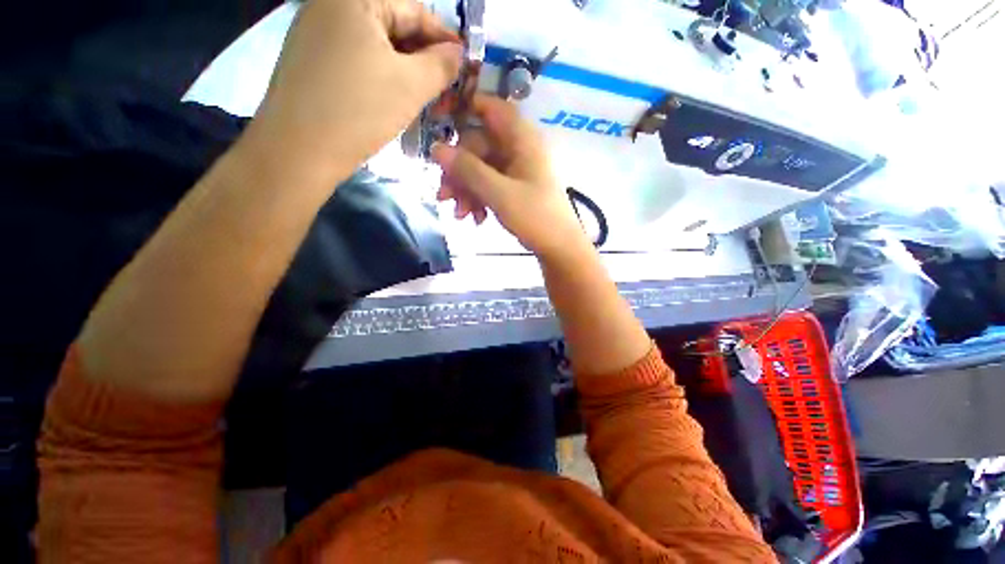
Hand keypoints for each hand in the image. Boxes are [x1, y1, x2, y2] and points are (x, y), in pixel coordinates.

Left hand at [247, 0, 462, 180]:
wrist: (299, 150)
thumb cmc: (359, 110)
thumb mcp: (412, 86)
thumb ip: (443, 64)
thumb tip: (458, 54)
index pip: (415, 10)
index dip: (445, 39)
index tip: (465, 68)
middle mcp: (332, 4)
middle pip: (395, 26)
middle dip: (425, 60)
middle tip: (446, 92)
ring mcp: (317, 31)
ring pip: (378, 46)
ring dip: (407, 71)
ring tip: (426, 99)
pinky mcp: (313, 58)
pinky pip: (359, 59)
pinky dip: (383, 76)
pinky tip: (396, 99)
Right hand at [432, 95, 588, 257]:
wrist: (559, 247)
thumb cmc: (535, 217)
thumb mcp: (499, 194)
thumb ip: (468, 170)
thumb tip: (436, 148)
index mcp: (522, 139)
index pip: (491, 108)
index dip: (464, 110)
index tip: (439, 127)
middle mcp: (519, 149)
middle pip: (478, 146)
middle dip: (459, 172)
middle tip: (444, 197)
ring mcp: (517, 169)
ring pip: (481, 168)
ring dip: (466, 190)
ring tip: (460, 215)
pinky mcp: (515, 187)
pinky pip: (490, 184)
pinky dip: (479, 199)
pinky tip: (476, 219)